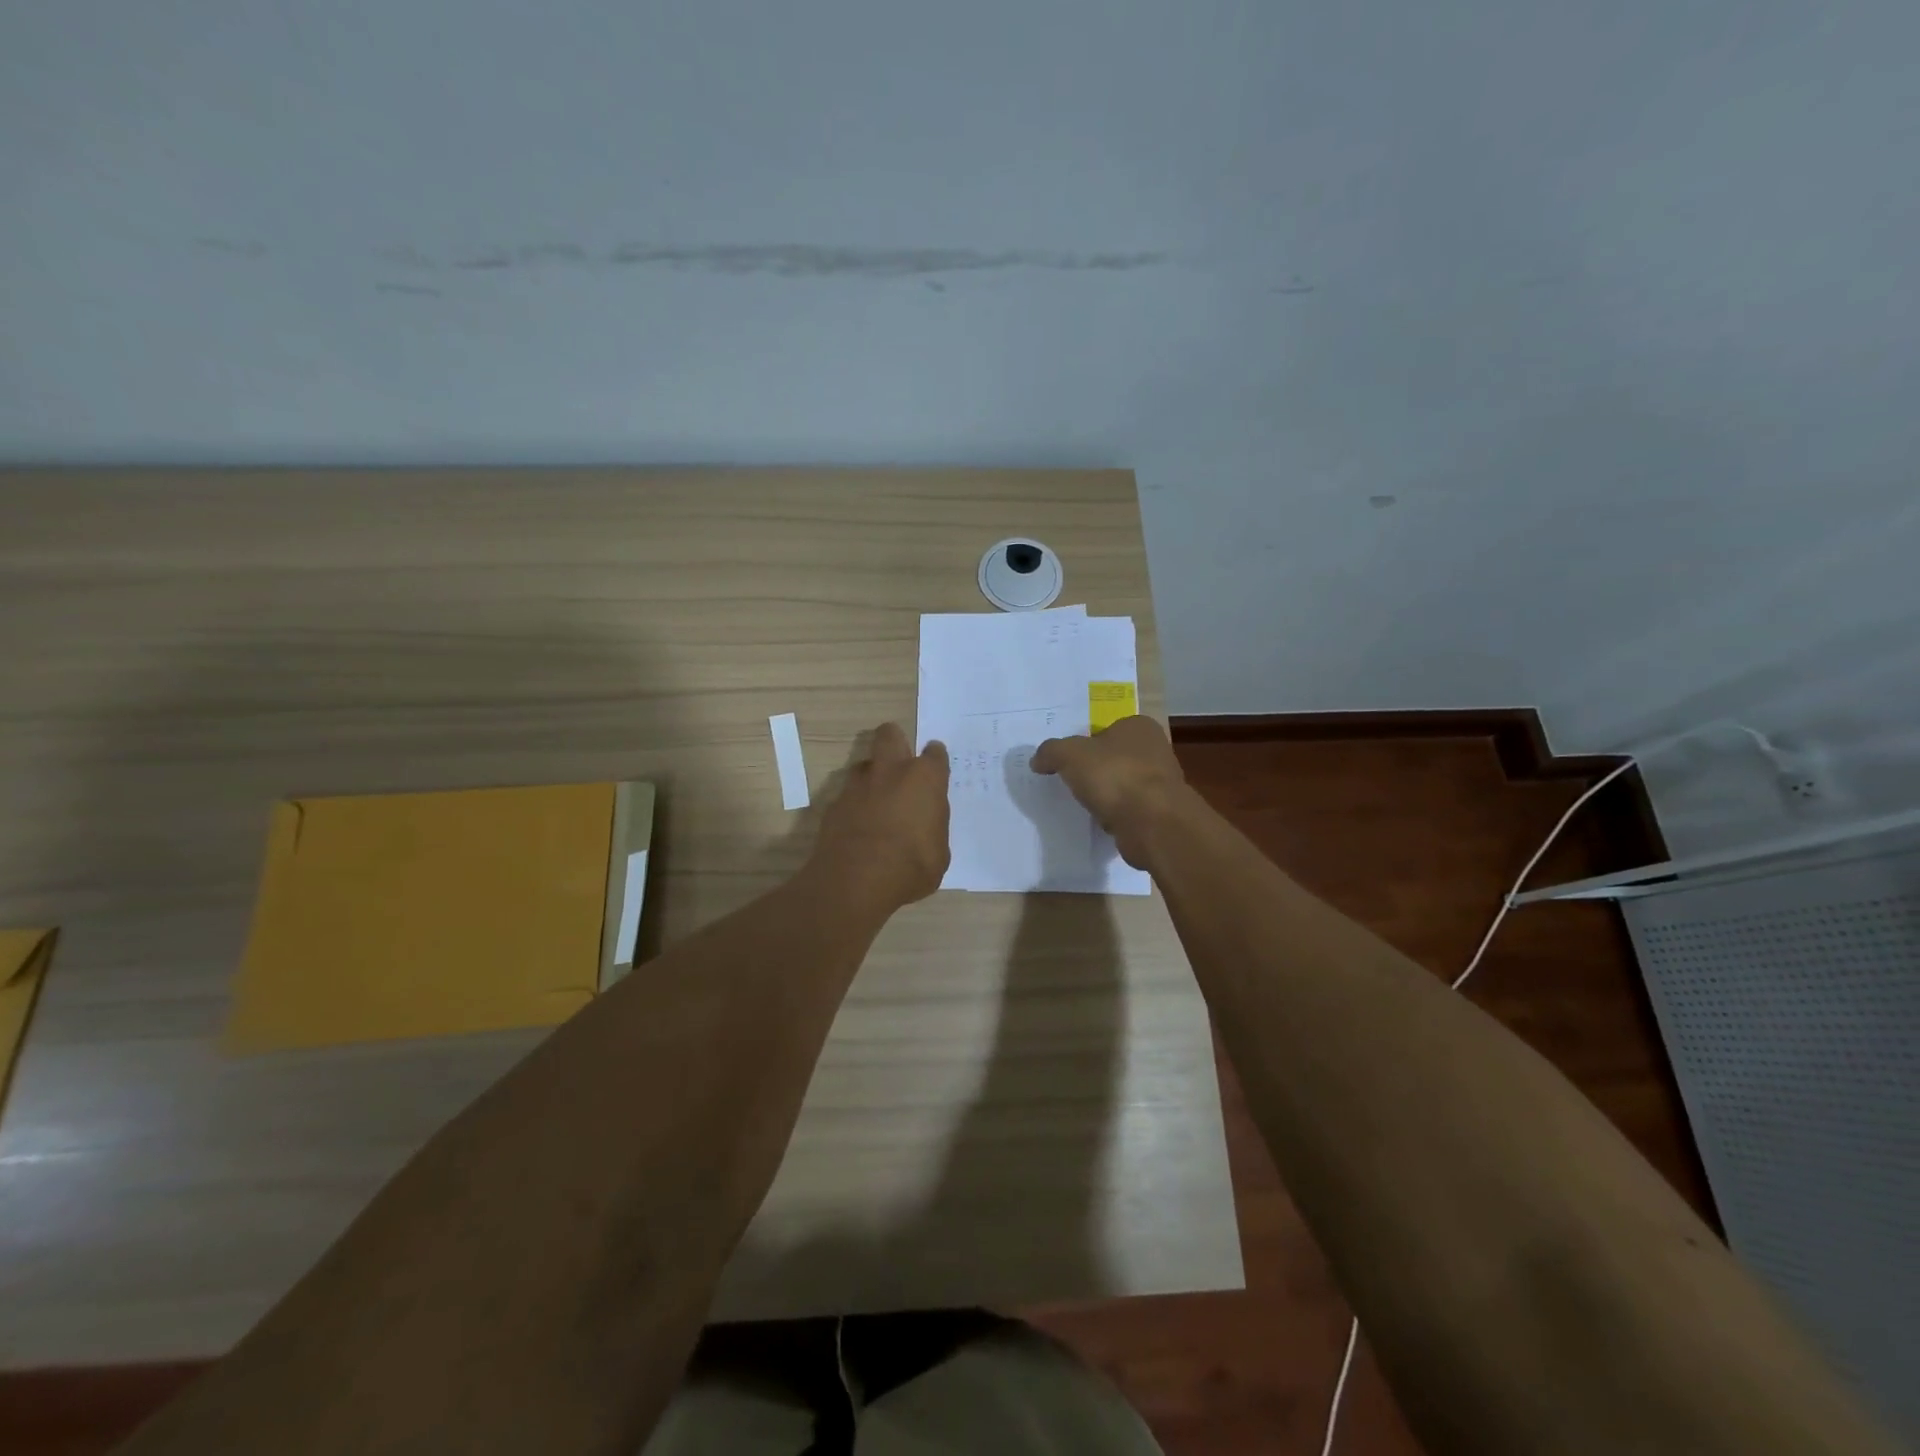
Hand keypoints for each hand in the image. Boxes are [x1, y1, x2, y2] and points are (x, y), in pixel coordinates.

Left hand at [808, 722, 950, 912]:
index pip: (934, 754)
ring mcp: (857, 786)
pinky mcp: (834, 805)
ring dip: (872, 777)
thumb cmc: (911, 868)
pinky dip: (853, 807)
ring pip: (863, 765)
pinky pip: (846, 796)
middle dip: (895, 741)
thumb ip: (932, 828)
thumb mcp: (938, 853)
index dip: (935, 759)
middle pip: (889, 735)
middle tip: (900, 763)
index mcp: (924, 780)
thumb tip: (925, 824)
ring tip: (877, 802)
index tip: (934, 767)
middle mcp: (890, 772)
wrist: (857, 882)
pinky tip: (857, 828)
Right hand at [1031, 715, 1187, 869]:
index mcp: (1139, 727)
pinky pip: (1130, 809)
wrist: (1152, 823)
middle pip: (1115, 757)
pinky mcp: (1161, 812)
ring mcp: (1162, 783)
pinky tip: (1101, 821)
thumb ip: (1050, 752)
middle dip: (1095, 770)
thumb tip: (1037, 760)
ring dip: (1106, 794)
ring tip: (1083, 804)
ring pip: (1123, 784)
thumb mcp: (1069, 755)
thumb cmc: (1114, 776)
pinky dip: (1116, 815)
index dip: (1085, 743)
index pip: (1107, 729)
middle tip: (1070, 781)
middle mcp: (1156, 750)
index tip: (1068, 760)